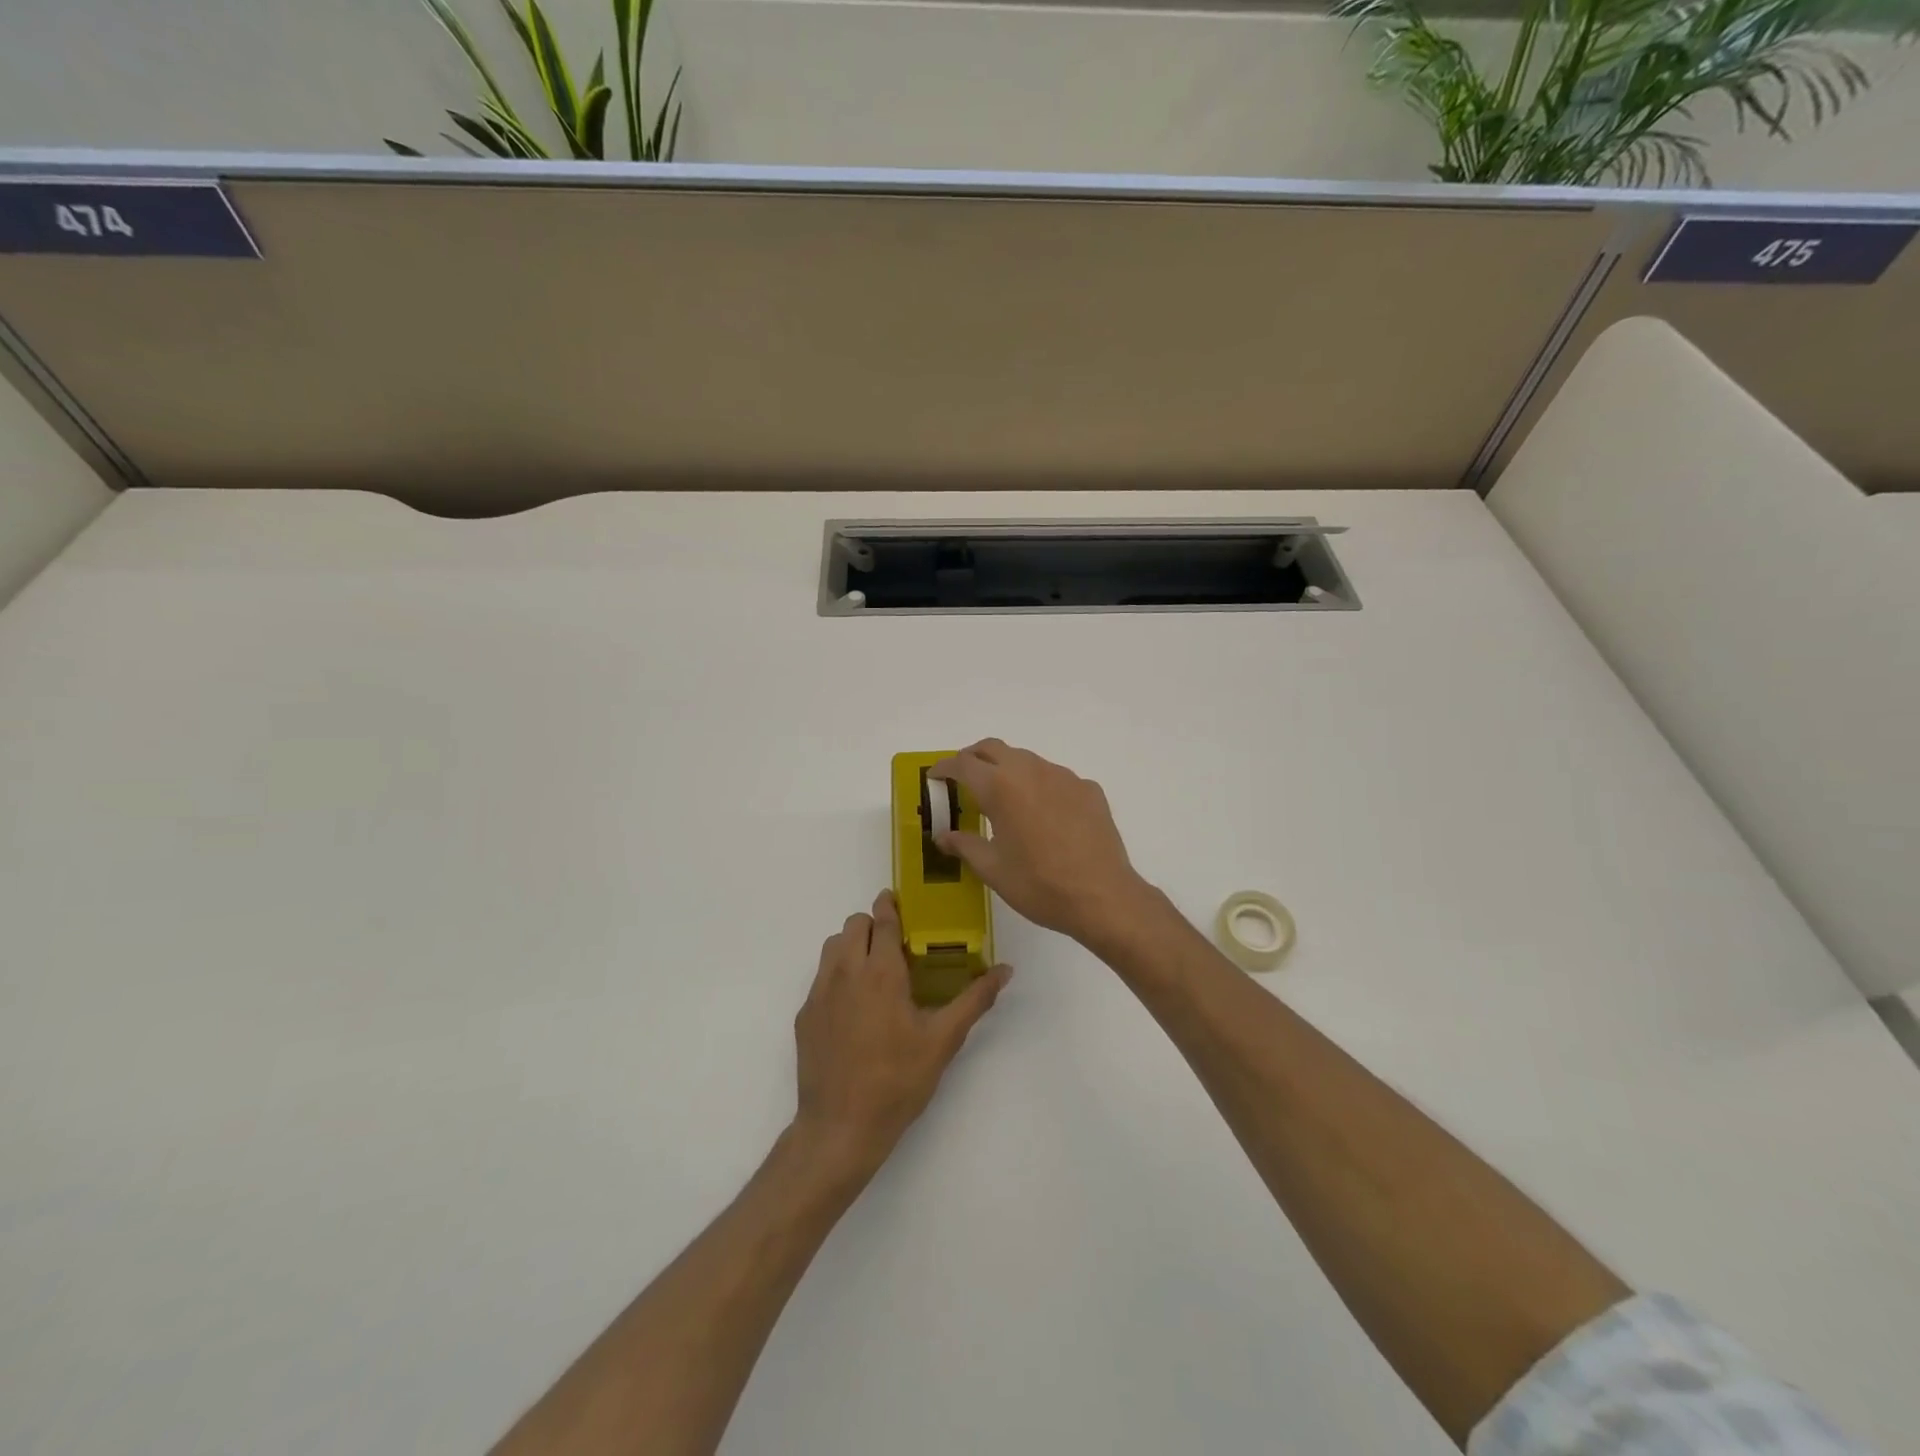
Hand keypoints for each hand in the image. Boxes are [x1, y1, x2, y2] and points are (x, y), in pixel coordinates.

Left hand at [792, 890, 1010, 1180]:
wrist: (840, 1128)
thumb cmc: (897, 1081)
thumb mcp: (943, 1041)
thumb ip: (975, 999)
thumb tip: (1005, 969)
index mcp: (881, 972)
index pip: (883, 920)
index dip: (890, 905)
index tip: (898, 900)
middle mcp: (846, 972)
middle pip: (854, 925)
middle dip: (873, 924)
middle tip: (894, 943)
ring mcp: (820, 993)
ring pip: (833, 946)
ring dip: (853, 945)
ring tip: (874, 970)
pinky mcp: (805, 1015)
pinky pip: (821, 977)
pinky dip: (838, 974)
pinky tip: (855, 1007)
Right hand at [930, 740, 1149, 946]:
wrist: (1102, 896)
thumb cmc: (1039, 885)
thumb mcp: (993, 869)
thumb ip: (964, 846)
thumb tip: (943, 836)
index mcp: (1001, 787)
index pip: (963, 764)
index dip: (945, 767)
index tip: (935, 776)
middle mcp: (1031, 770)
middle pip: (994, 748)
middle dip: (973, 758)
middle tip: (963, 779)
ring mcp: (1064, 776)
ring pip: (1027, 760)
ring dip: (1008, 770)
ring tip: (1003, 799)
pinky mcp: (1088, 789)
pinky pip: (1055, 778)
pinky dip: (1039, 786)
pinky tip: (1043, 815)